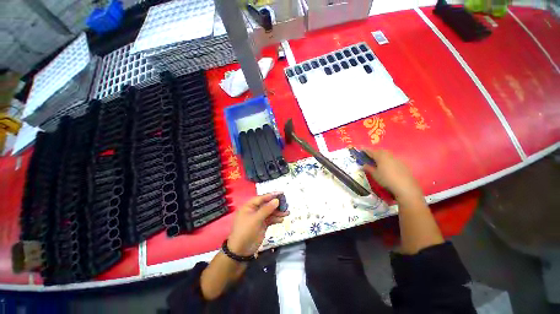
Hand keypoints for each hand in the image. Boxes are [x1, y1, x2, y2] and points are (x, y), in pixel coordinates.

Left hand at [227, 193, 288, 255]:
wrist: (241, 250)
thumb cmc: (246, 231)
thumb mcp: (256, 219)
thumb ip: (267, 209)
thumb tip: (277, 200)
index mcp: (249, 206)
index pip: (262, 198)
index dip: (271, 195)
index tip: (281, 193)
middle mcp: (254, 210)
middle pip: (267, 205)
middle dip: (276, 205)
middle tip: (286, 204)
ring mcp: (259, 218)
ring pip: (270, 212)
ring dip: (278, 212)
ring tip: (287, 213)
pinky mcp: (262, 225)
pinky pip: (270, 219)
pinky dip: (276, 219)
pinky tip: (282, 220)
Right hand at [362, 149, 423, 203]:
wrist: (405, 186)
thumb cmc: (386, 179)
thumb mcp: (375, 175)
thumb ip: (368, 168)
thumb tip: (364, 165)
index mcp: (380, 157)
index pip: (371, 151)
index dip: (365, 150)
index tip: (361, 149)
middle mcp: (388, 155)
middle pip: (380, 151)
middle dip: (374, 152)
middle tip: (369, 155)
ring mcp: (397, 159)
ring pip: (387, 154)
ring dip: (381, 155)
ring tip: (377, 160)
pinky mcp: (402, 163)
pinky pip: (392, 158)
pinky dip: (387, 159)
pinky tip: (387, 165)